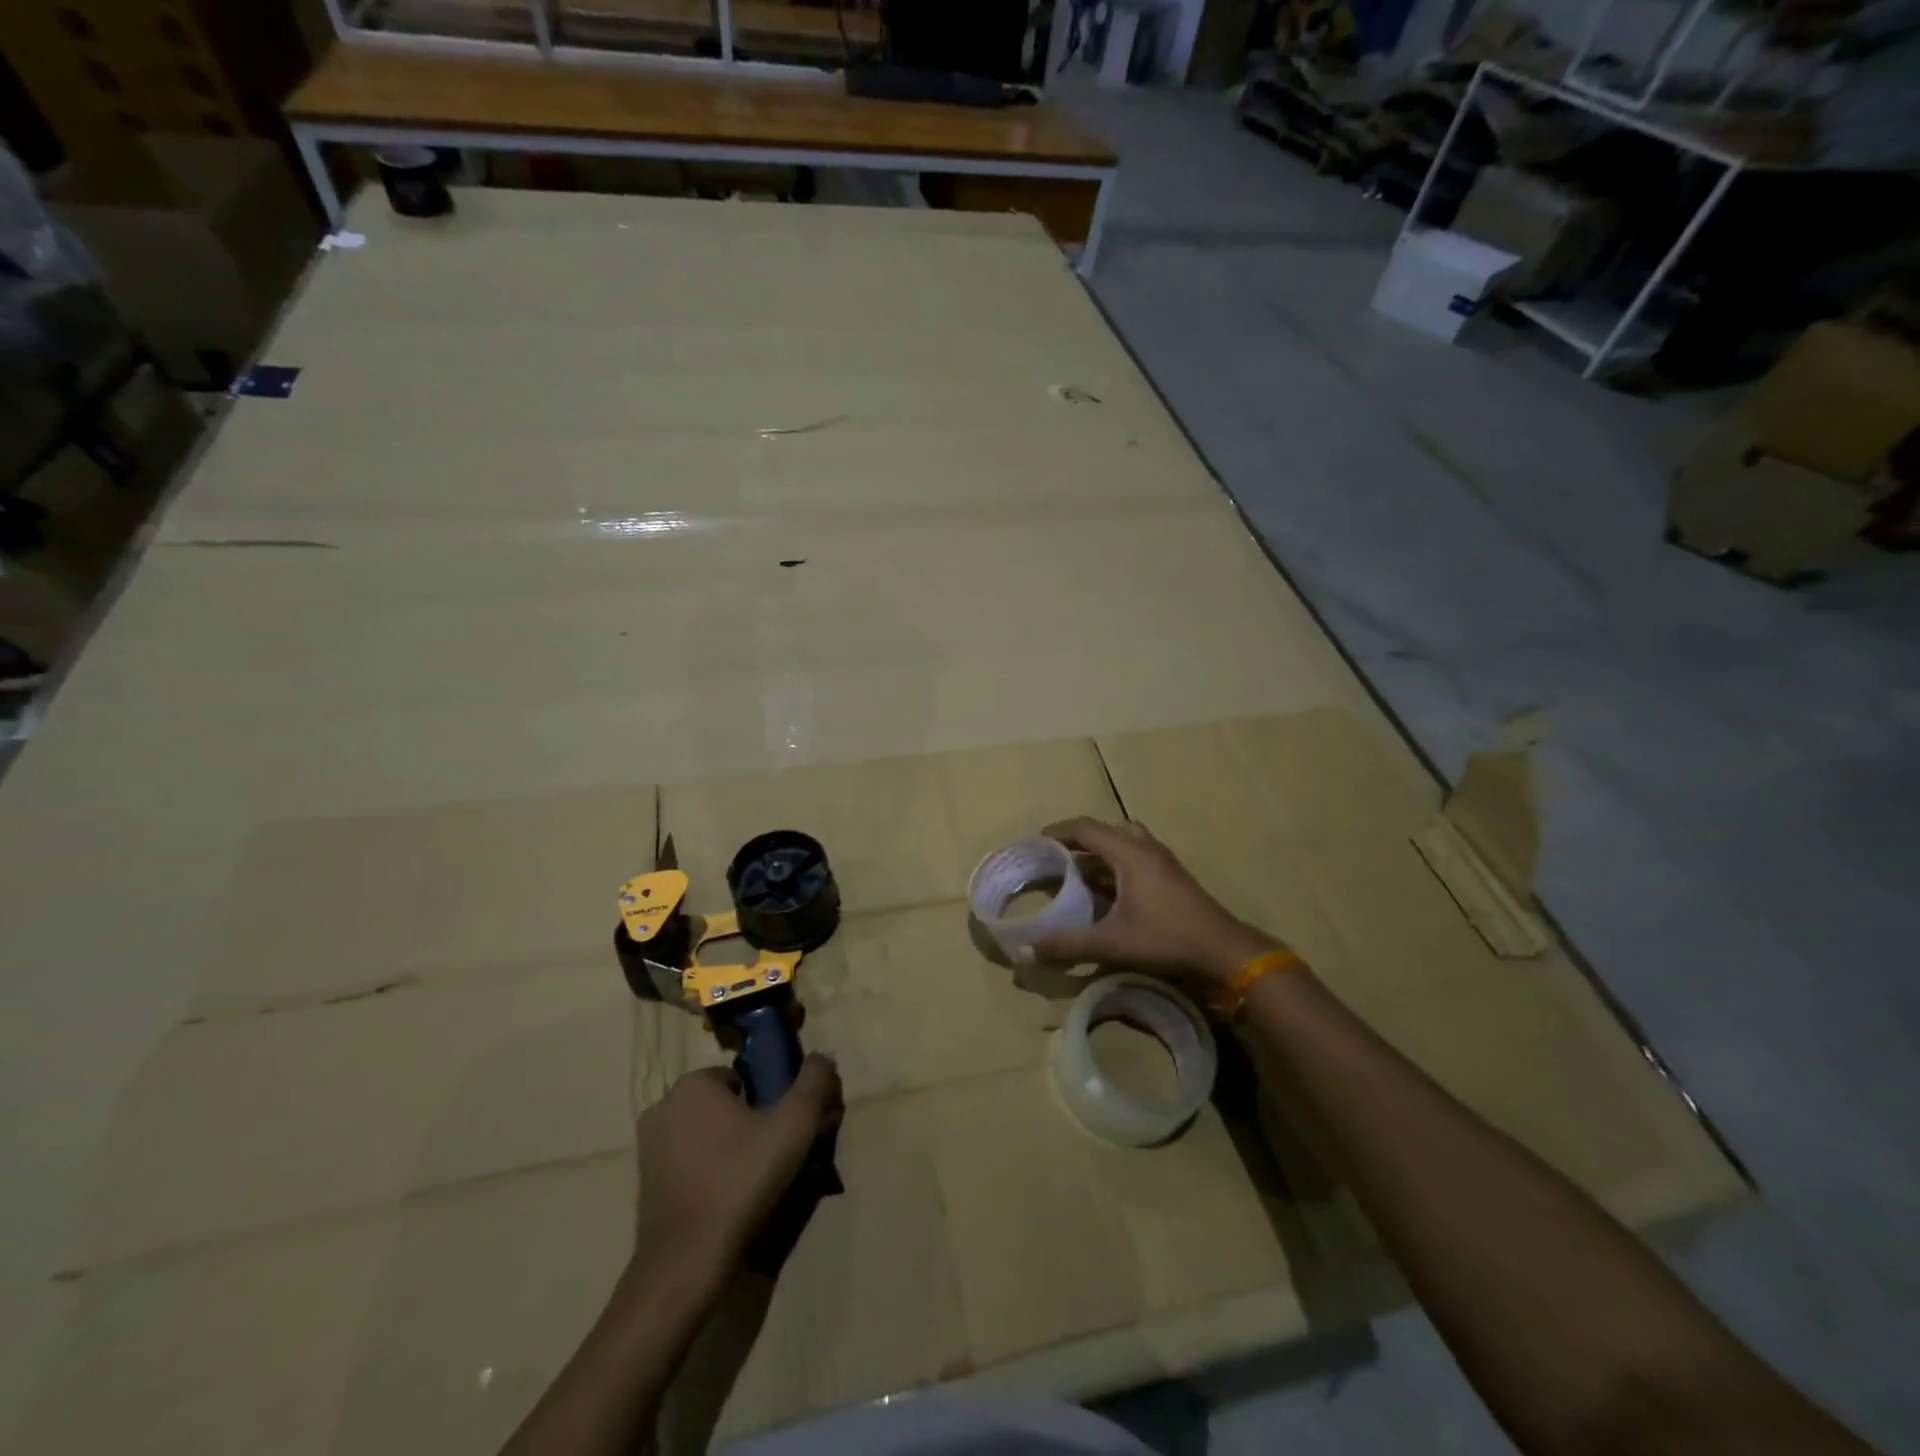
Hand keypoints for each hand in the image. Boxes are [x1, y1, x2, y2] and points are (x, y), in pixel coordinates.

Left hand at [634, 1057, 843, 1278]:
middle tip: (778, 1156)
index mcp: (694, 1084)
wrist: (685, 1262)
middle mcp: (664, 1107)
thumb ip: (814, 1082)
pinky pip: (690, 1164)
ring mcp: (648, 1148)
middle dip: (752, 1123)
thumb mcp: (794, 1124)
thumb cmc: (740, 1179)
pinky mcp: (644, 1185)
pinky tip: (731, 1200)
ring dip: (732, 1149)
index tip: (787, 1130)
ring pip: (706, 1135)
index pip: (743, 1078)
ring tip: (759, 1182)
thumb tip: (823, 1057)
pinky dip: (710, 1173)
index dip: (770, 1100)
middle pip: (724, 1105)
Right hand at [1031, 817, 1280, 984]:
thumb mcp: (1112, 944)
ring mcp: (1162, 860)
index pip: (1085, 828)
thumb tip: (1028, 948)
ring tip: (1077, 874)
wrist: (1224, 952)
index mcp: (1129, 853)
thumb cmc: (1167, 938)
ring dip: (1098, 852)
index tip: (1034, 845)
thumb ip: (1069, 945)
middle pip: (1104, 830)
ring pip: (1122, 841)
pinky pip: (1134, 855)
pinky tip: (1106, 892)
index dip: (1057, 832)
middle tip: (1055, 860)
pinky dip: (1114, 864)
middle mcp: (1145, 848)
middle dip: (1076, 841)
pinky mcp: (1171, 875)